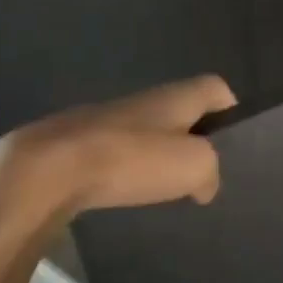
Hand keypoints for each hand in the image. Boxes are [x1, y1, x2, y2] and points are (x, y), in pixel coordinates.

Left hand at [0, 75, 237, 232]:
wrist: (47, 169)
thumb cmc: (131, 159)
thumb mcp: (194, 165)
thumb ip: (211, 171)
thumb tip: (205, 184)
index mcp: (176, 97)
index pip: (216, 88)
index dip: (231, 110)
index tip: (235, 143)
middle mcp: (145, 100)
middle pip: (183, 111)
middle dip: (196, 139)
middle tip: (206, 173)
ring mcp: (109, 120)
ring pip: (150, 132)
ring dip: (161, 156)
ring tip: (170, 190)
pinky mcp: (81, 143)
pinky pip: (119, 152)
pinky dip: (130, 170)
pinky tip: (129, 195)